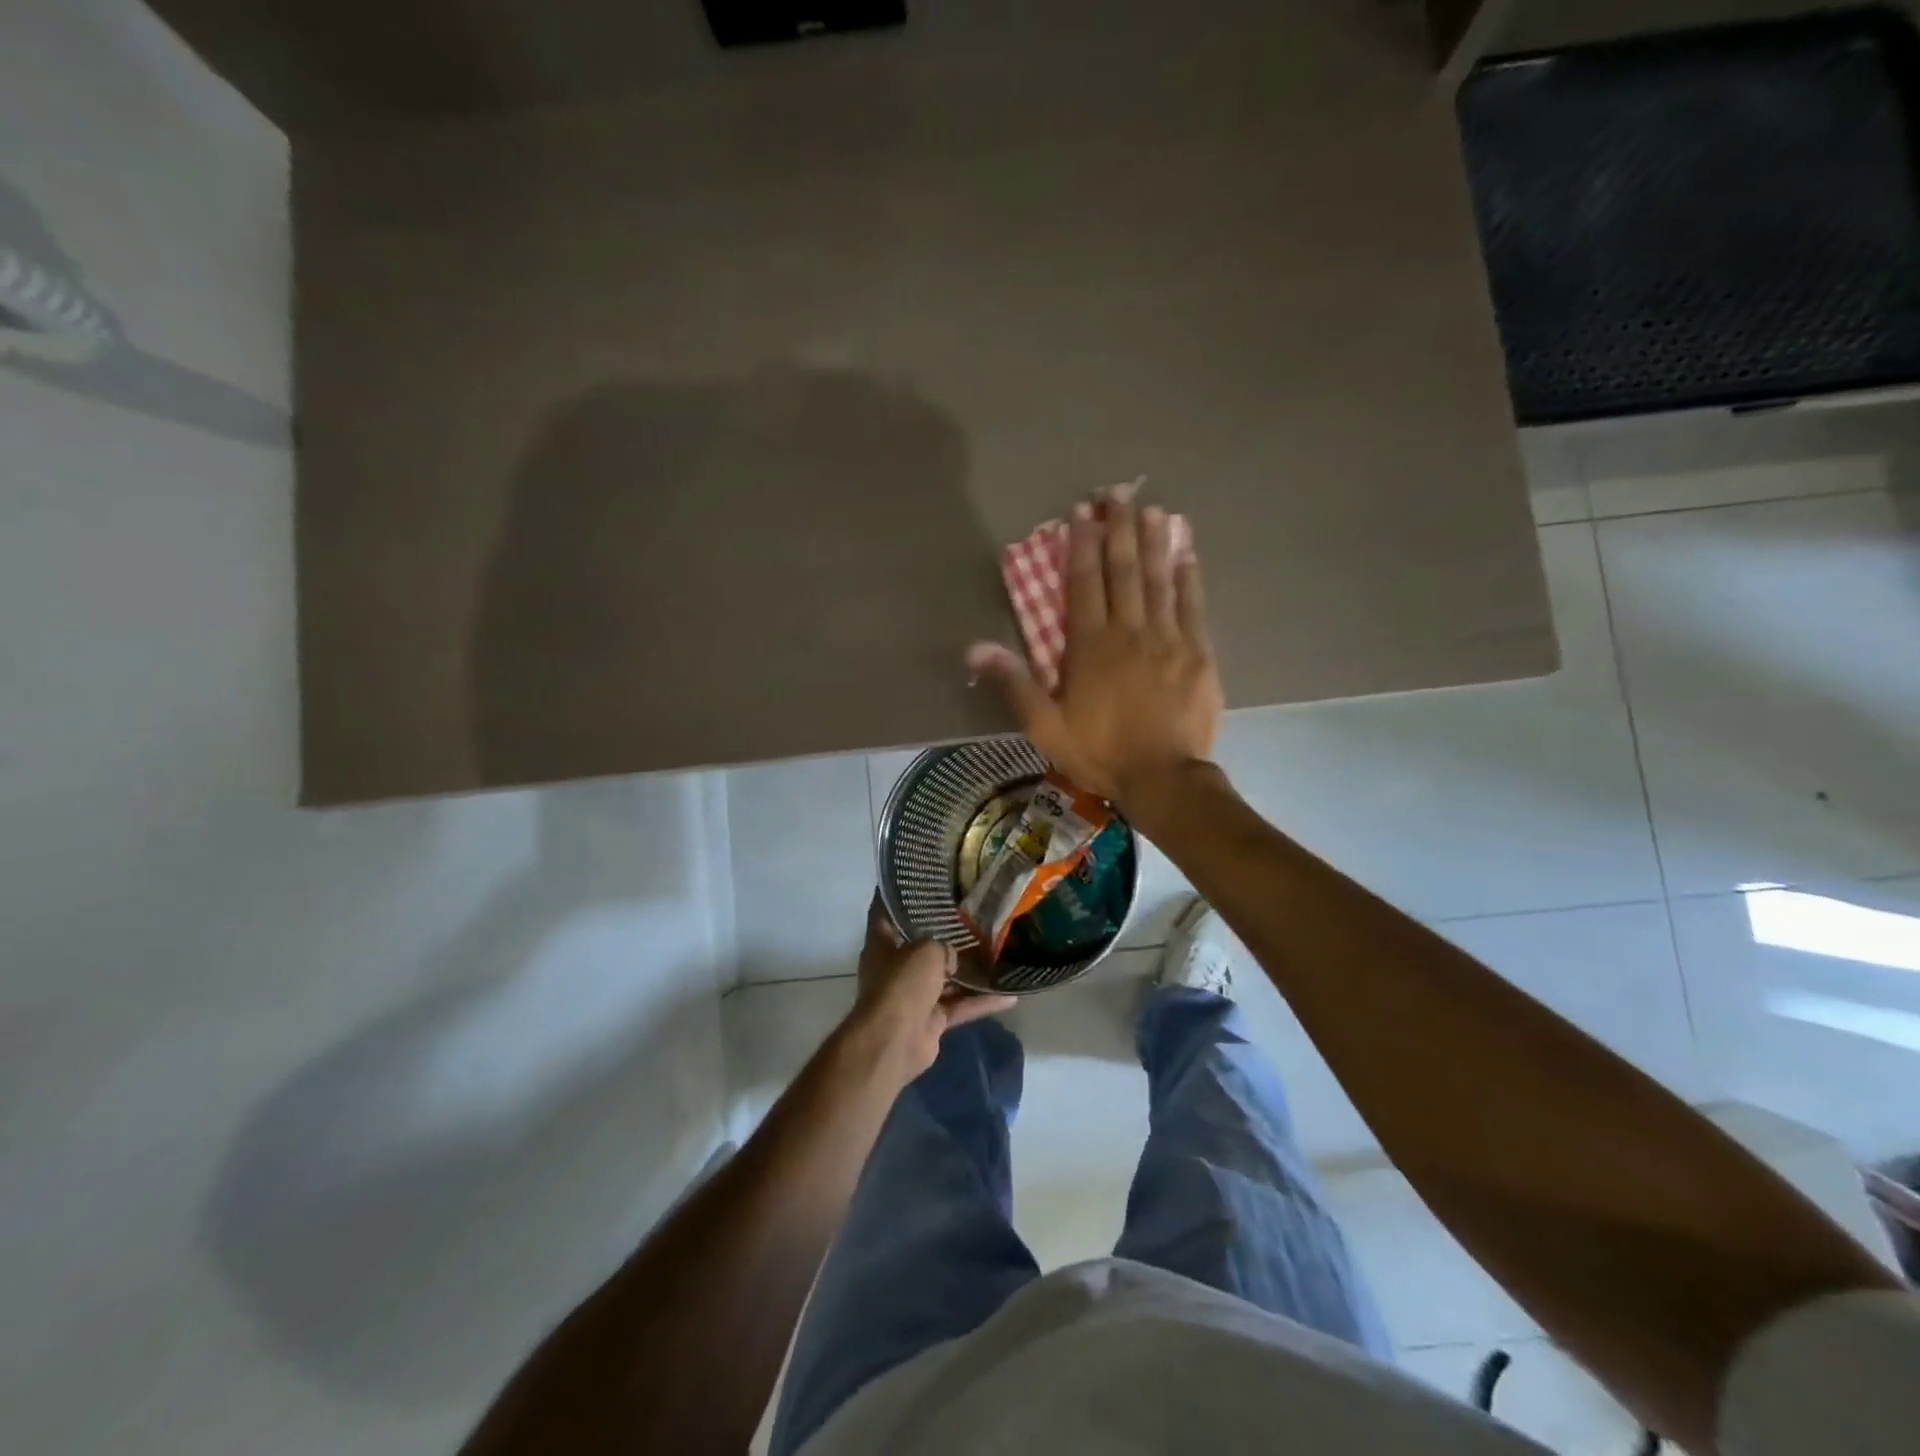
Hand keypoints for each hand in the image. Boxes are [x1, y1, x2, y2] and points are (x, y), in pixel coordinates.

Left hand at [846, 895, 1015, 1081]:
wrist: (895, 1041)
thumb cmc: (902, 984)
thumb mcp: (926, 950)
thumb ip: (942, 945)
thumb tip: (951, 957)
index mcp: (882, 945)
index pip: (886, 912)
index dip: (898, 895)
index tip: (918, 880)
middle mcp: (895, 968)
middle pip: (921, 946)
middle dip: (944, 935)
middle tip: (972, 916)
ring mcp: (913, 996)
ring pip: (945, 979)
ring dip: (968, 972)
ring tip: (997, 954)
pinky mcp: (931, 1021)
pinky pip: (959, 1006)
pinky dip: (980, 1002)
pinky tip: (1009, 996)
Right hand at [968, 483, 1222, 807]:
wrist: (1164, 778)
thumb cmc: (1100, 752)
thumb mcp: (1045, 726)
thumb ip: (1013, 684)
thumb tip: (975, 648)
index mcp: (1090, 646)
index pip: (1083, 584)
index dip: (1081, 546)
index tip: (1082, 514)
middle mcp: (1129, 631)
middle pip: (1123, 571)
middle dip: (1119, 530)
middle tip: (1120, 494)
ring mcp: (1168, 639)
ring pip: (1159, 581)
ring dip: (1154, 543)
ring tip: (1153, 510)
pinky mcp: (1198, 653)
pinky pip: (1193, 606)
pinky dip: (1189, 578)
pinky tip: (1187, 554)